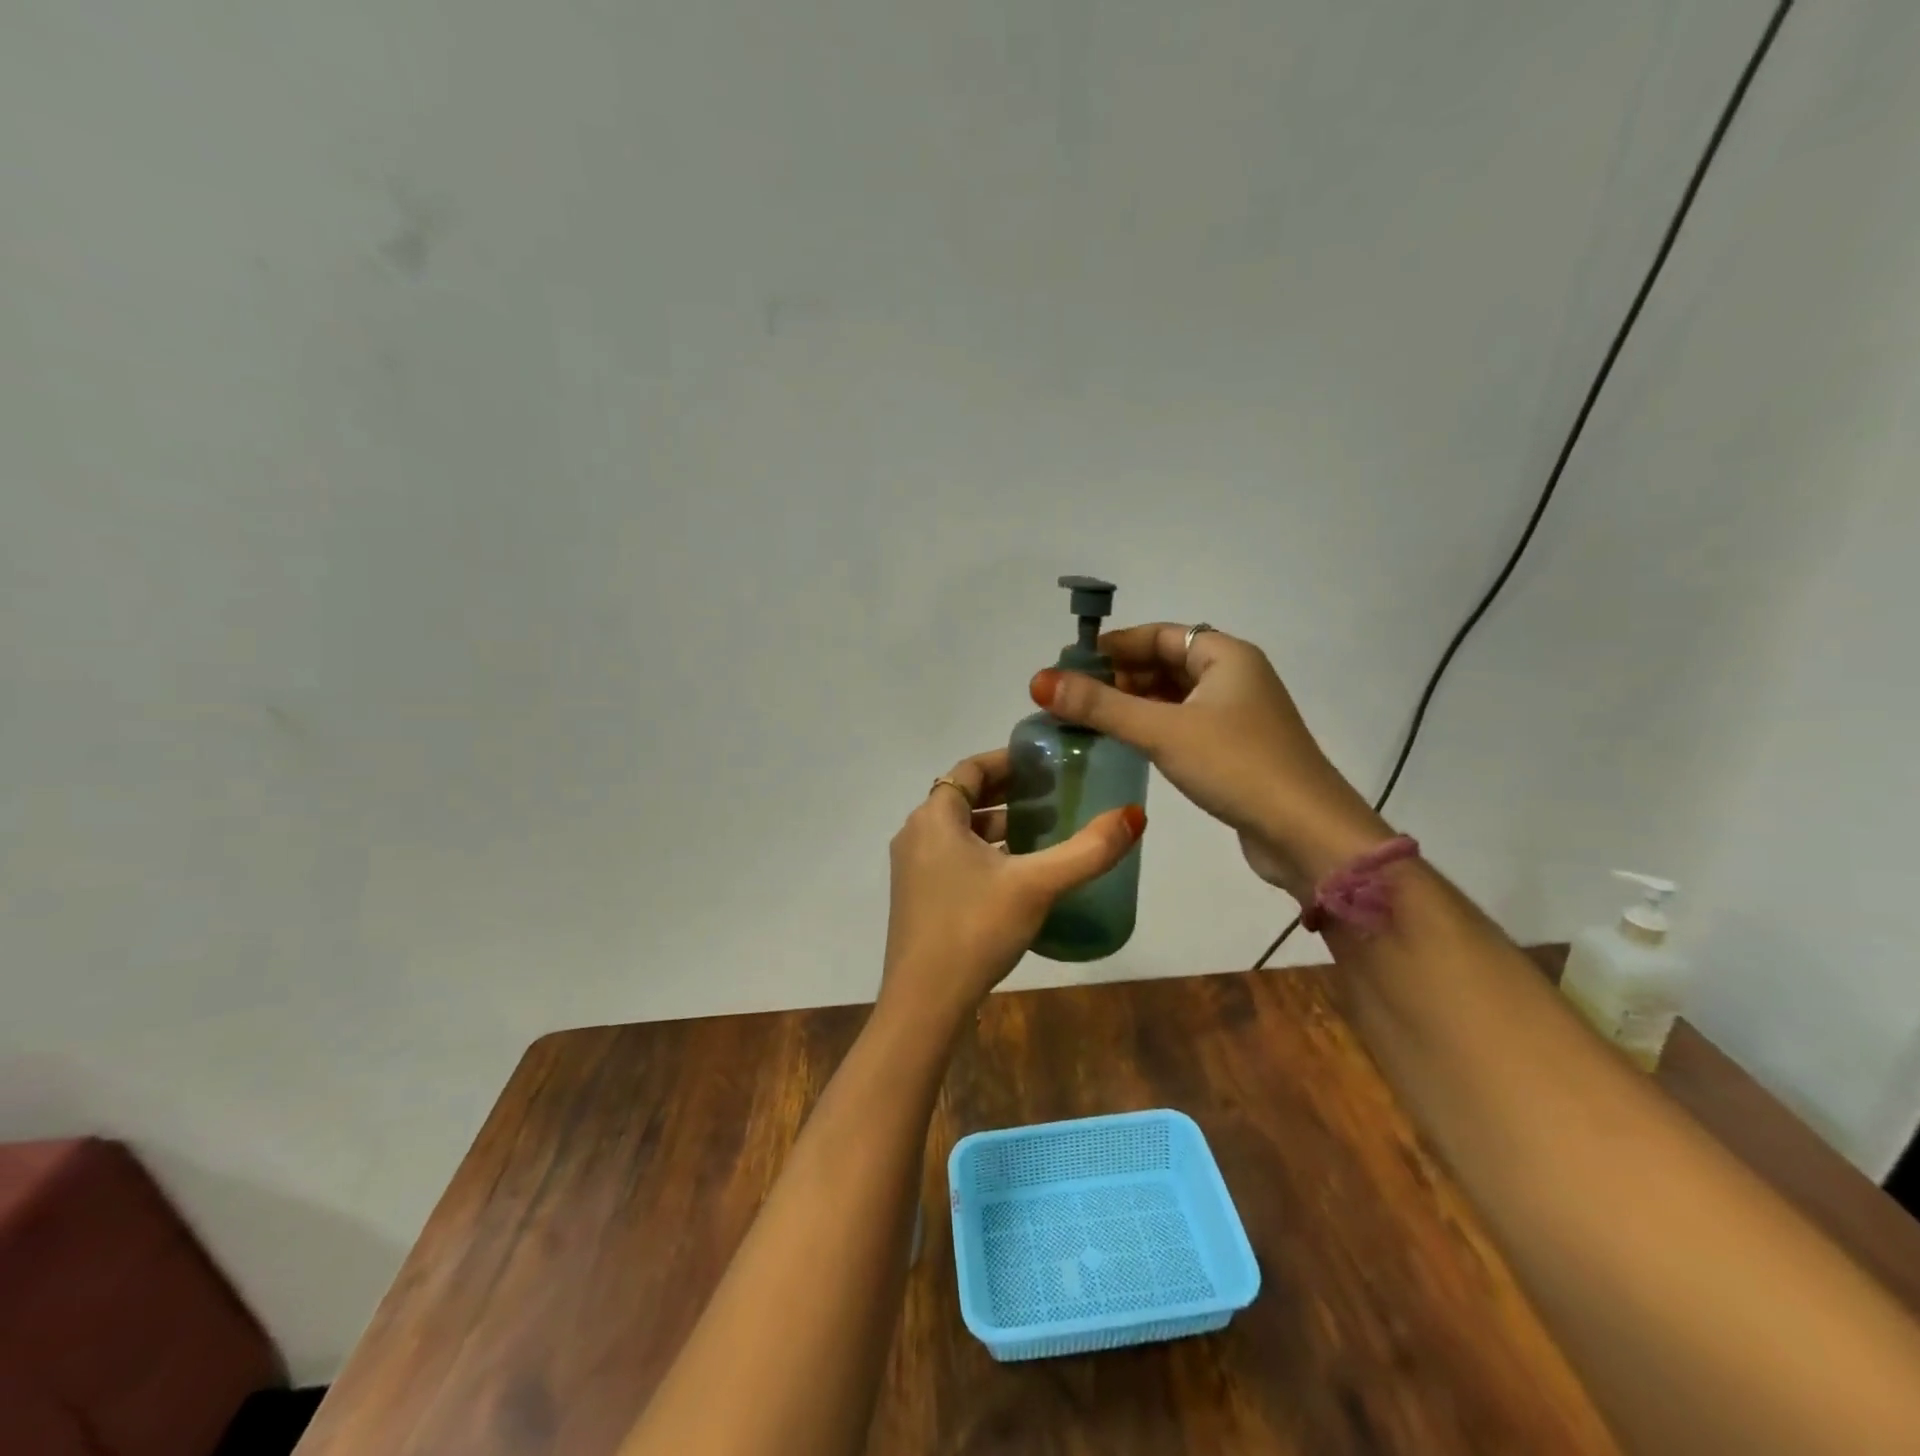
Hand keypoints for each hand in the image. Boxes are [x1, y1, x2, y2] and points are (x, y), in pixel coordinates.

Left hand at [881, 749, 1144, 1028]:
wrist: (924, 1002)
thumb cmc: (975, 929)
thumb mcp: (1037, 885)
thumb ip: (1087, 850)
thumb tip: (1134, 815)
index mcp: (934, 818)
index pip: (970, 769)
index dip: (1008, 761)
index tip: (1044, 764)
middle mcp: (917, 834)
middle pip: (964, 797)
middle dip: (1008, 792)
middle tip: (1053, 794)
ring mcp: (913, 869)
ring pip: (959, 831)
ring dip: (998, 825)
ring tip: (1043, 830)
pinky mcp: (918, 898)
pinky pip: (954, 857)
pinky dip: (985, 853)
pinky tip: (1019, 874)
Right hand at [1031, 625, 1388, 900]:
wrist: (1306, 833)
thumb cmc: (1236, 766)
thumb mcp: (1162, 731)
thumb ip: (1100, 706)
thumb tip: (1039, 681)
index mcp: (1226, 656)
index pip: (1160, 634)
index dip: (1114, 646)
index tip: (1071, 666)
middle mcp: (1235, 677)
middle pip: (1166, 664)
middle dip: (1120, 677)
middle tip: (1074, 698)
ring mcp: (1238, 716)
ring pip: (1175, 697)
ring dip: (1134, 704)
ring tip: (1089, 721)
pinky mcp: (1236, 750)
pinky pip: (1184, 725)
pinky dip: (1154, 728)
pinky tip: (1125, 745)